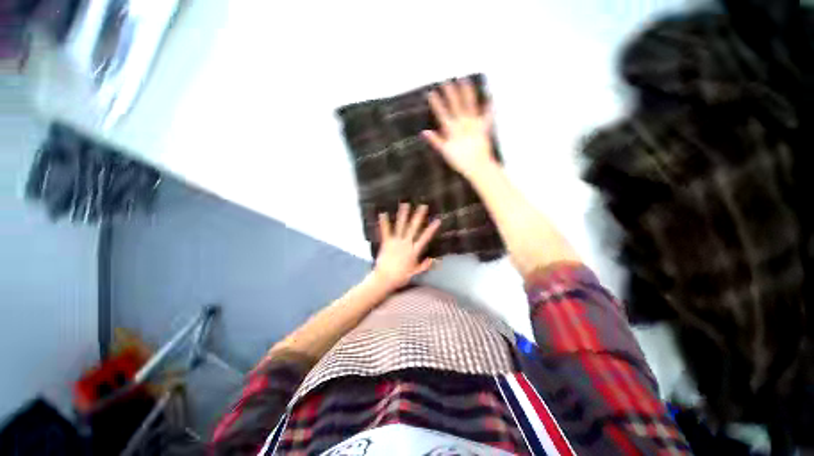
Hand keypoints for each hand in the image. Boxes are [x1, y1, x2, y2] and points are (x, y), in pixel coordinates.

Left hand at [372, 203, 440, 290]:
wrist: (385, 279)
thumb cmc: (401, 277)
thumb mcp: (415, 272)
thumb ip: (424, 265)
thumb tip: (434, 259)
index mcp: (414, 251)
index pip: (425, 238)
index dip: (431, 229)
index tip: (437, 220)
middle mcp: (406, 244)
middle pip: (414, 228)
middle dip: (418, 216)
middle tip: (422, 206)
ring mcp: (396, 242)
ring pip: (401, 226)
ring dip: (403, 215)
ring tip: (405, 204)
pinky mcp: (386, 243)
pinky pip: (385, 231)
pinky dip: (384, 223)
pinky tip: (382, 213)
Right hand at [423, 79, 496, 178]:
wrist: (477, 166)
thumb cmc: (460, 161)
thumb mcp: (445, 151)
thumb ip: (435, 141)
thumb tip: (424, 132)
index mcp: (452, 130)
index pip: (442, 114)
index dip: (437, 104)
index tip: (431, 93)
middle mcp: (463, 124)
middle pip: (456, 105)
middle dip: (450, 93)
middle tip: (446, 81)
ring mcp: (474, 125)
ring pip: (470, 106)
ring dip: (467, 93)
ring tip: (465, 80)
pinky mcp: (483, 128)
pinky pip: (487, 117)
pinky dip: (489, 108)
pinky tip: (491, 98)